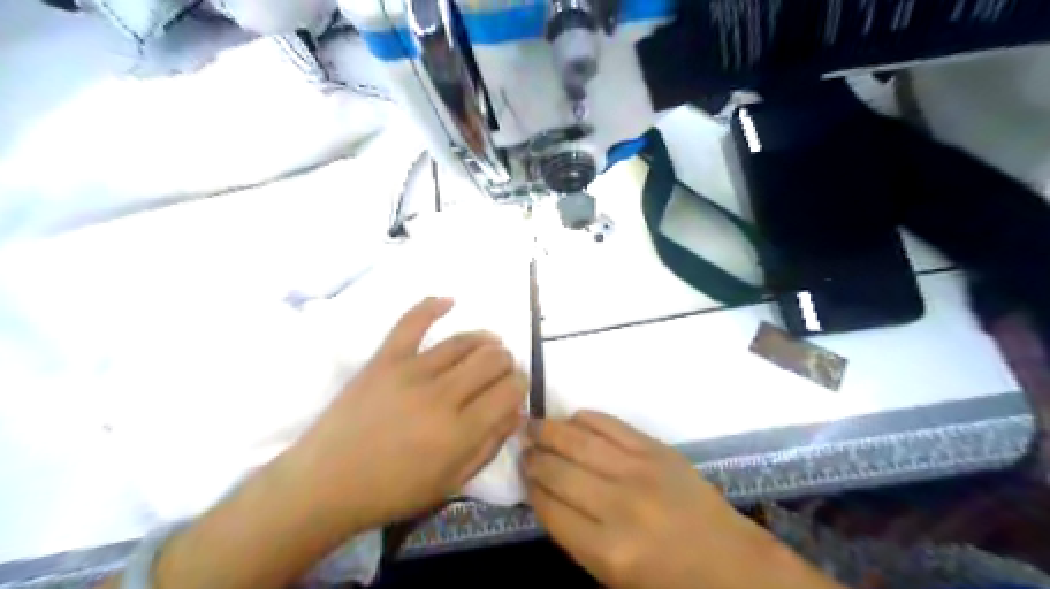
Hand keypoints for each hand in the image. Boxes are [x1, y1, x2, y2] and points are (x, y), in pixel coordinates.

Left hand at [285, 296, 528, 531]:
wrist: (325, 484)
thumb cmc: (392, 491)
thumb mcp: (451, 482)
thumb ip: (489, 445)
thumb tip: (516, 411)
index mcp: (460, 432)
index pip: (509, 391)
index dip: (520, 384)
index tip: (516, 388)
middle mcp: (441, 396)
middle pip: (491, 360)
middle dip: (506, 362)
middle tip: (501, 371)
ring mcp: (410, 372)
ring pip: (462, 342)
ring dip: (484, 340)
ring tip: (488, 345)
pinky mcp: (384, 360)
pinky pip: (411, 323)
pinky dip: (432, 306)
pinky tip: (449, 301)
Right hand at [524, 412, 841, 588]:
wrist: (728, 561)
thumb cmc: (667, 580)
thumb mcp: (612, 577)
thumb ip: (575, 536)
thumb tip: (545, 494)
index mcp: (606, 549)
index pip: (550, 508)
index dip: (530, 489)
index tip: (522, 477)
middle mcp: (618, 505)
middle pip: (558, 471)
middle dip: (533, 458)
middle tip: (523, 449)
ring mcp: (639, 470)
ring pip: (579, 440)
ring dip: (550, 431)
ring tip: (533, 427)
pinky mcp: (656, 449)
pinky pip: (610, 425)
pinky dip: (585, 418)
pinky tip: (571, 420)